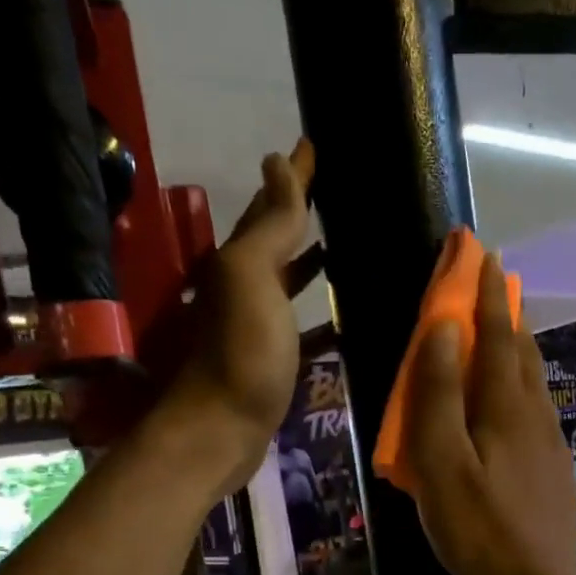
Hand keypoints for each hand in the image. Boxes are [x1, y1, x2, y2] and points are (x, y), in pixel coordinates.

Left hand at [153, 139, 316, 486]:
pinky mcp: (276, 362)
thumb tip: (275, 162)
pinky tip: (349, 316)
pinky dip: (325, 317)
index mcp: (241, 261)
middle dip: (303, 212)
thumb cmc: (242, 353)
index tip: (316, 144)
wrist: (222, 430)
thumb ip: (270, 225)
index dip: (294, 175)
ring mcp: (261, 327)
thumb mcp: (252, 279)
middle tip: (341, 190)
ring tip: (353, 245)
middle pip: (278, 240)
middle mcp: (247, 288)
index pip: (272, 204)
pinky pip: (305, 327)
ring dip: (315, 263)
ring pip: (292, 283)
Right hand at [399, 254, 575, 574]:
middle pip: (523, 352)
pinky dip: (522, 389)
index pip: (497, 334)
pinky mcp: (555, 469)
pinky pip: (537, 412)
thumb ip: (438, 396)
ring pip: (534, 382)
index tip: (482, 254)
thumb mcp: (441, 463)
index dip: (487, 293)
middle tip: (492, 285)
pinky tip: (514, 404)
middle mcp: (535, 415)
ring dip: (519, 349)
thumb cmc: (478, 528)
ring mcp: (551, 443)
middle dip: (506, 313)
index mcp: (505, 407)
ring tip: (505, 334)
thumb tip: (443, 330)